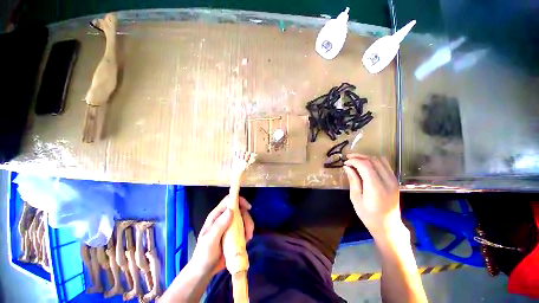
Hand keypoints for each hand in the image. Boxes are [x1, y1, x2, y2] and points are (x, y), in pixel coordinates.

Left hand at [189, 196, 253, 276]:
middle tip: (249, 230)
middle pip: (239, 209)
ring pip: (243, 218)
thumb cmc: (204, 256)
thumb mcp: (210, 241)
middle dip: (246, 217)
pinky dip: (247, 232)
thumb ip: (219, 226)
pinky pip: (244, 228)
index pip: (229, 200)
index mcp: (216, 216)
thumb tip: (231, 210)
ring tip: (248, 238)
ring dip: (248, 225)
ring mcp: (229, 226)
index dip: (239, 200)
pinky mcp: (234, 233)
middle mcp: (223, 218)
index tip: (248, 208)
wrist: (204, 271)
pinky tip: (247, 240)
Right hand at [343, 154, 401, 237]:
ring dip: (366, 157)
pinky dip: (374, 161)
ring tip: (355, 159)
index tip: (345, 163)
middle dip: (359, 156)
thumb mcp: (356, 199)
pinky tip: (366, 165)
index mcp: (376, 187)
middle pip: (372, 160)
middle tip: (348, 158)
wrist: (388, 225)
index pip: (365, 165)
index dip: (354, 161)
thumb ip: (353, 181)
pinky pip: (385, 165)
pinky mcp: (395, 181)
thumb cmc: (368, 215)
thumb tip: (347, 167)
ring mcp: (393, 180)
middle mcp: (387, 181)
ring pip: (380, 160)